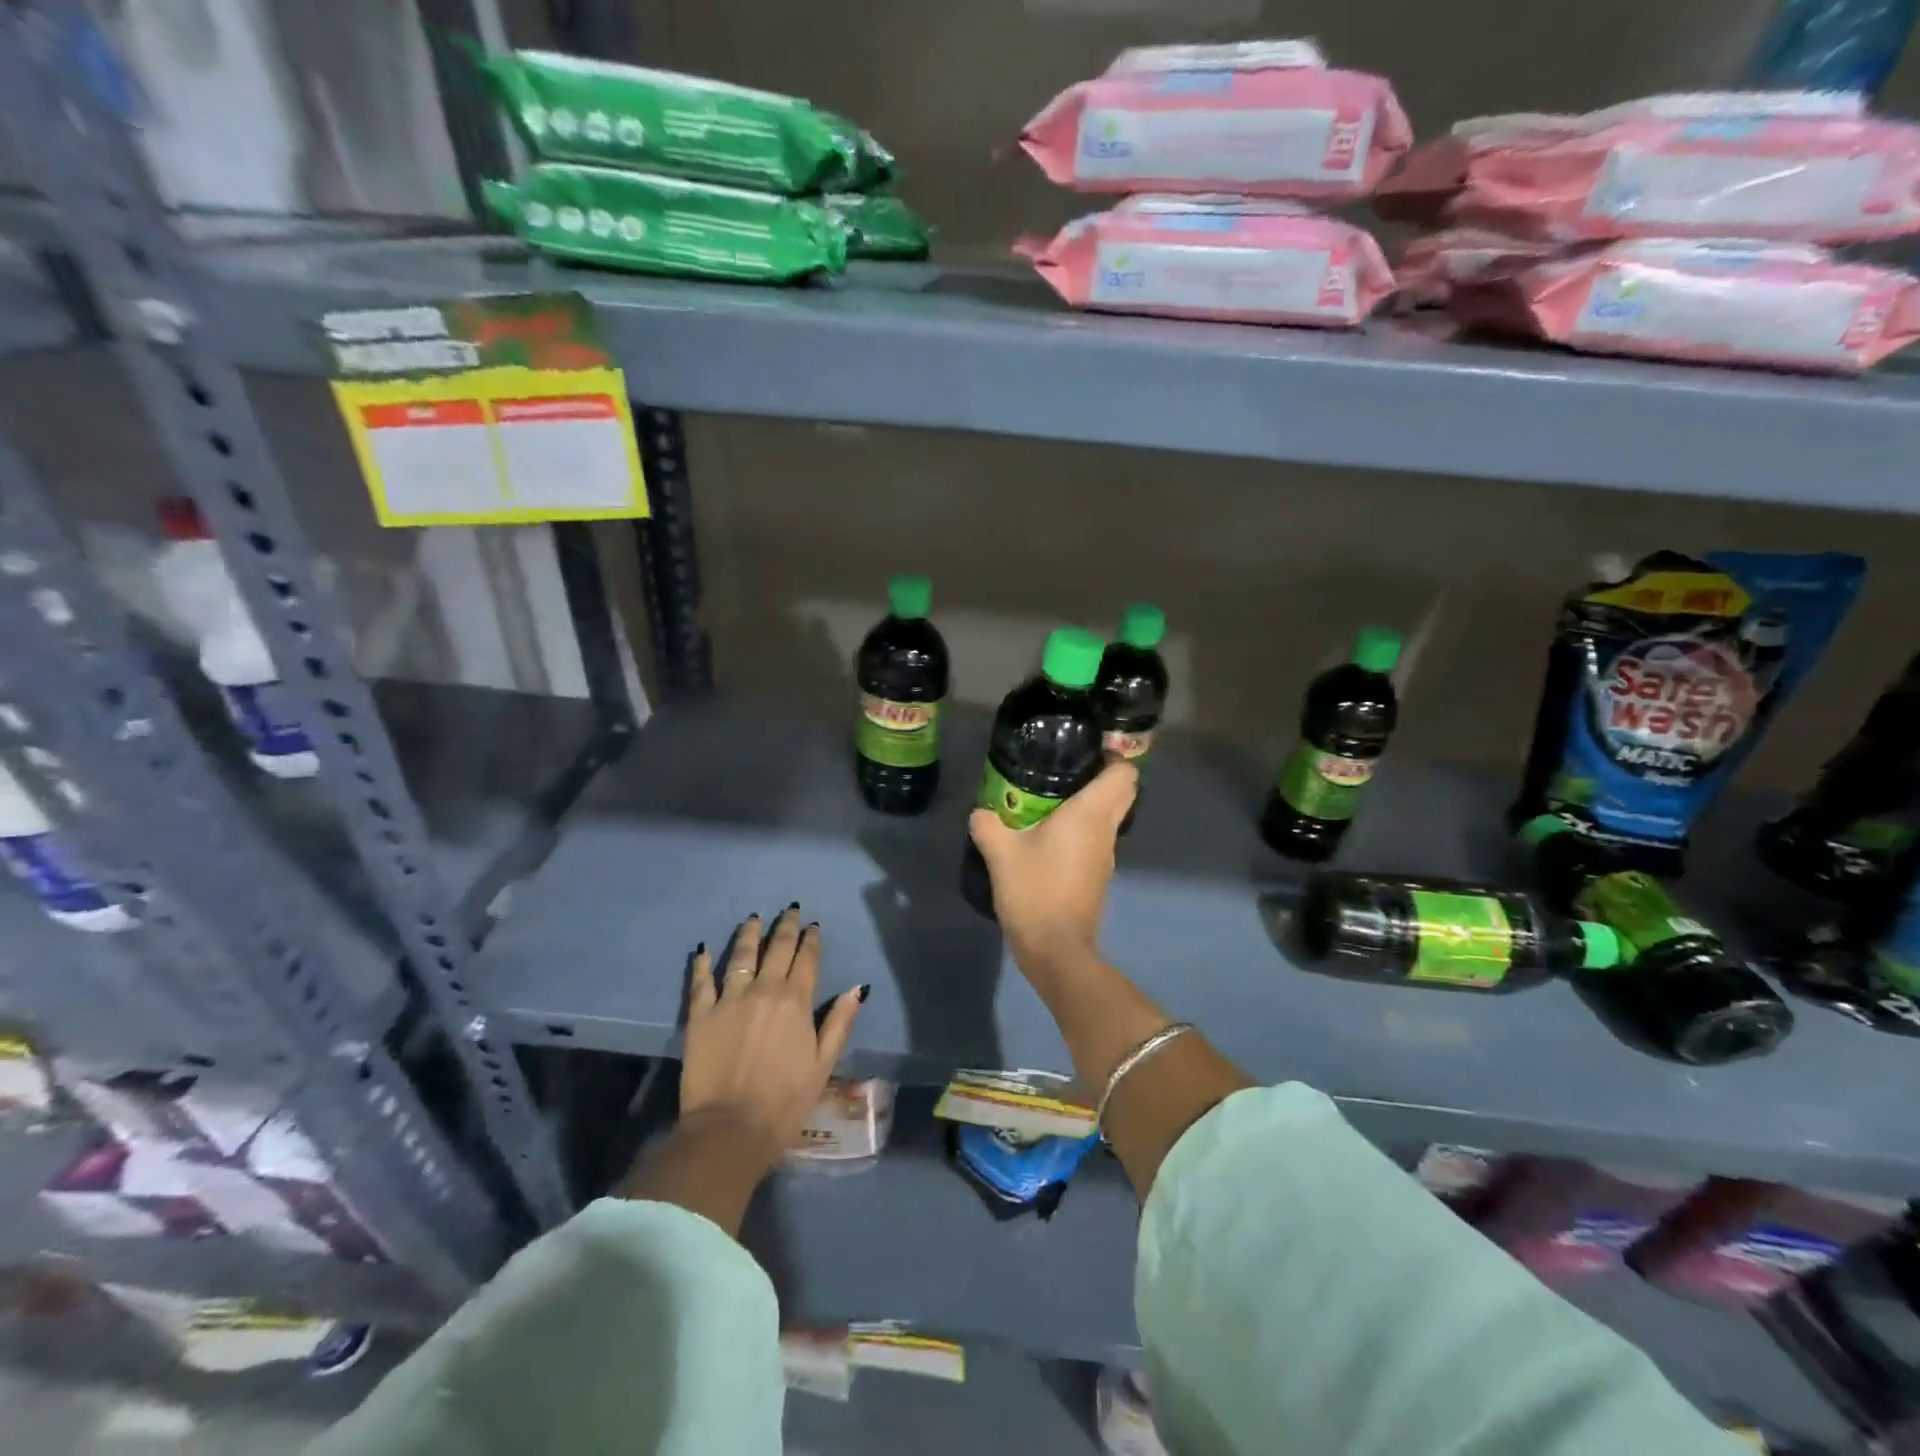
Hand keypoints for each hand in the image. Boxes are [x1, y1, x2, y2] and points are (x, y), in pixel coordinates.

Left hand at [680, 906, 865, 1163]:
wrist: (730, 1129)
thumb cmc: (785, 1100)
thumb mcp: (823, 1064)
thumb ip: (840, 1022)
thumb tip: (858, 988)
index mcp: (796, 1001)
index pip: (807, 959)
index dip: (811, 940)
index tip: (813, 926)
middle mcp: (764, 990)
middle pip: (777, 949)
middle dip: (786, 928)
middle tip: (790, 911)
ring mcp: (729, 999)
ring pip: (741, 955)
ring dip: (749, 934)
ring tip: (754, 919)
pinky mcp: (700, 1015)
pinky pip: (701, 982)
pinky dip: (703, 963)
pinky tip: (704, 949)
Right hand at [969, 759, 1136, 959]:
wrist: (1056, 949)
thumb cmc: (1034, 891)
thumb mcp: (1000, 854)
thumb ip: (988, 825)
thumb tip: (980, 812)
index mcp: (1090, 814)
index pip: (1124, 773)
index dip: (1113, 756)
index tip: (1087, 750)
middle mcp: (1106, 830)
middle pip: (1122, 792)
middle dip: (1102, 776)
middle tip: (1067, 770)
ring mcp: (1107, 856)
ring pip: (1110, 817)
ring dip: (1091, 805)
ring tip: (1053, 801)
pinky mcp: (1098, 876)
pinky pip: (1097, 840)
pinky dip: (1082, 830)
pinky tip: (1050, 837)